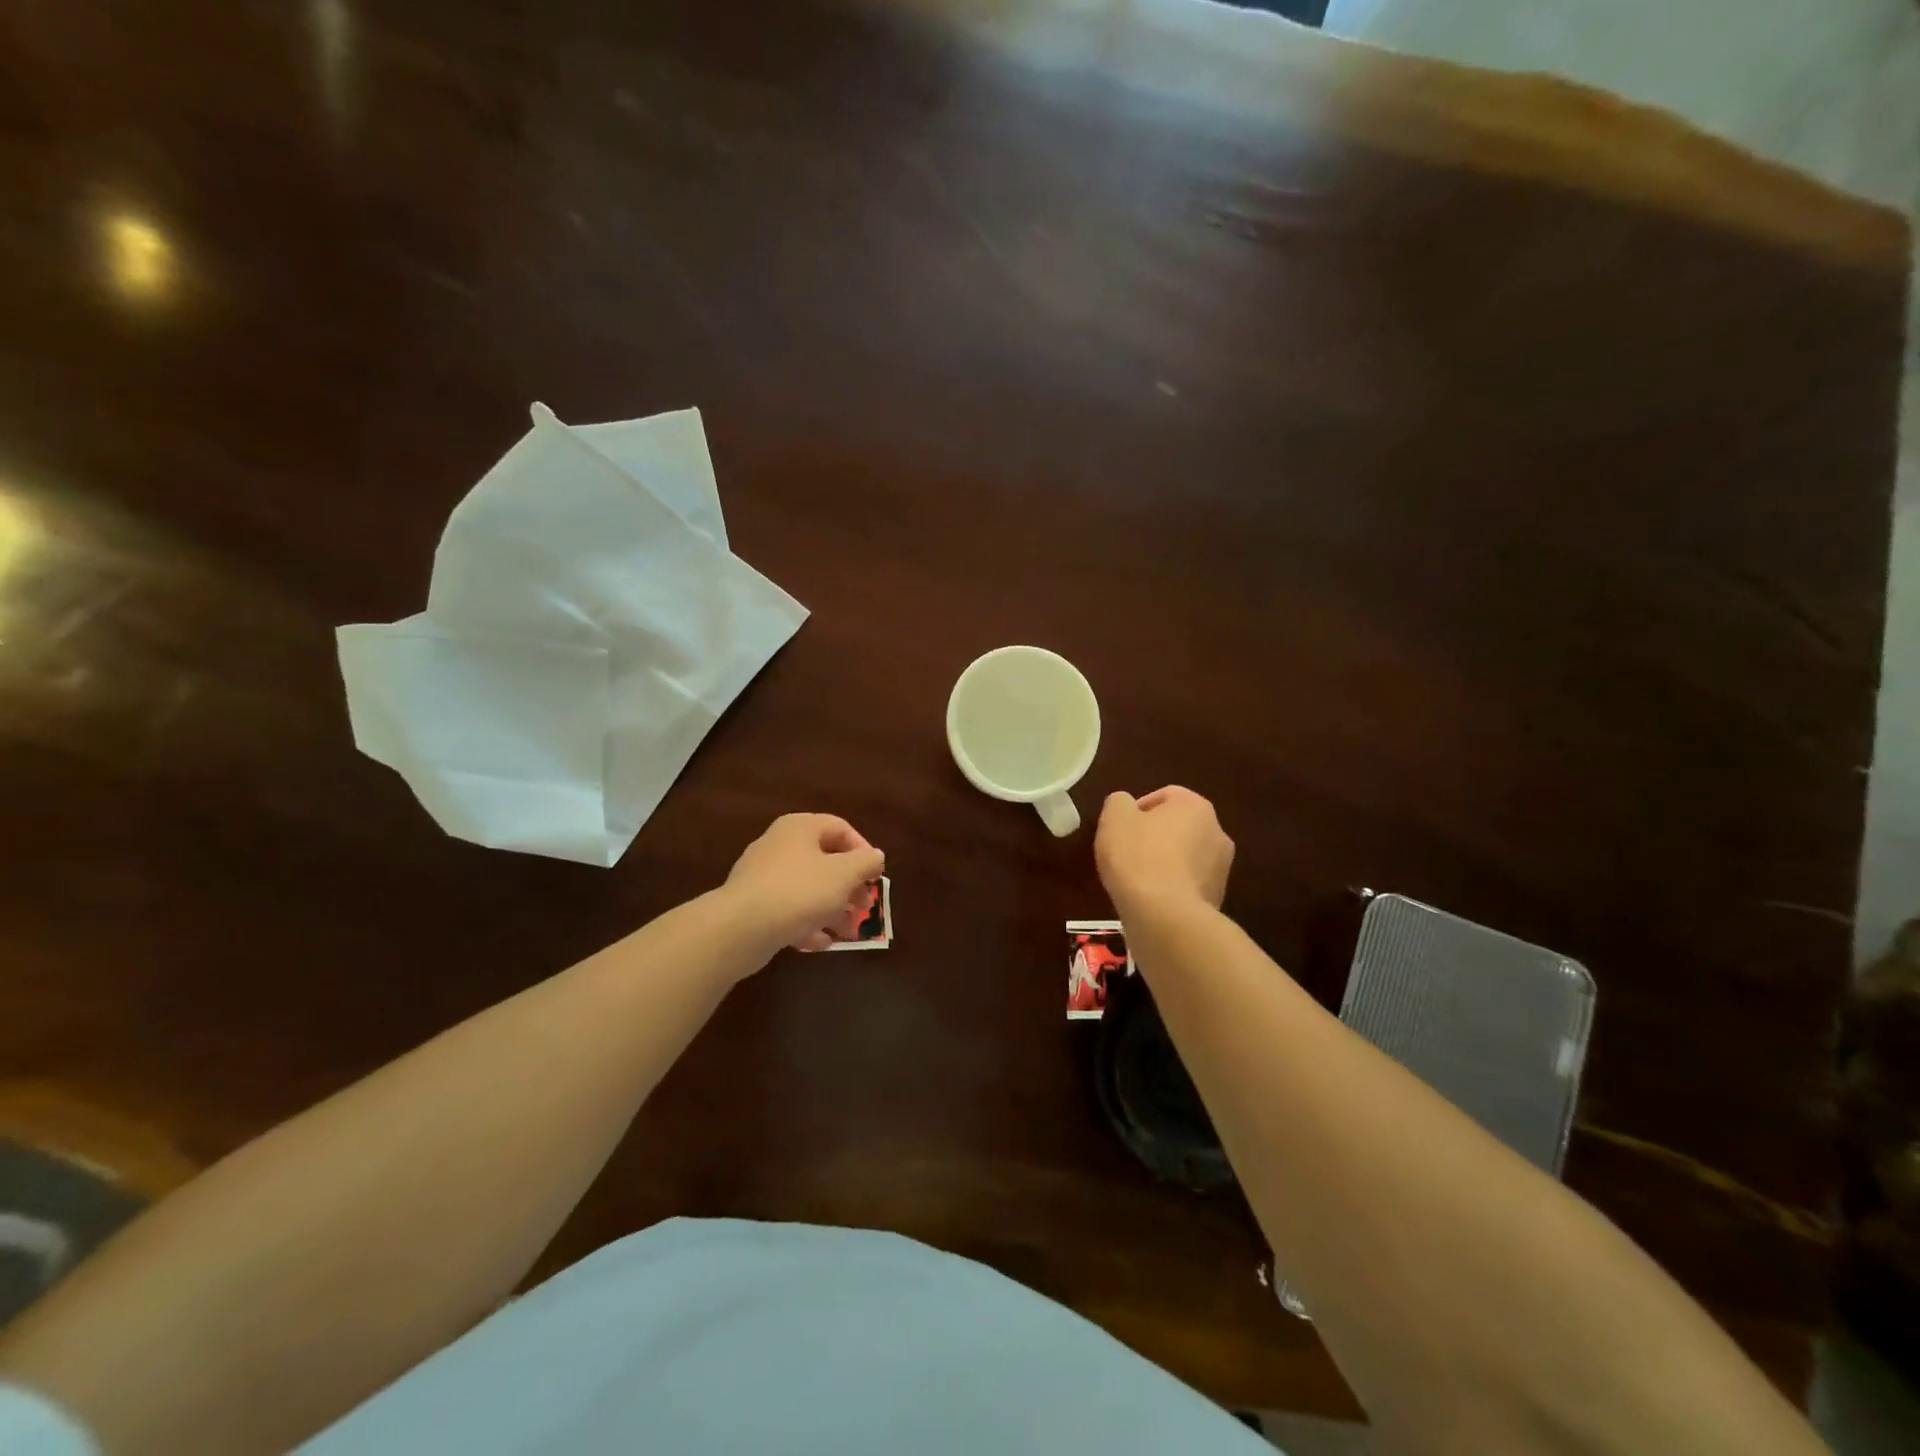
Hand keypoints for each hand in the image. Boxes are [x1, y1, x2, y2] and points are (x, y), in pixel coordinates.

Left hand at [724, 813, 885, 955]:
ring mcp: (762, 875)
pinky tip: (820, 942)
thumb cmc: (800, 891)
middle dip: (849, 886)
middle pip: (825, 860)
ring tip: (847, 932)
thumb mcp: (844, 874)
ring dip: (832, 909)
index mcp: (800, 828)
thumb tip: (875, 857)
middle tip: (865, 907)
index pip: (840, 828)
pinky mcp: (753, 904)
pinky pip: (788, 909)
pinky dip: (807, 923)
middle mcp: (779, 845)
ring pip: (808, 888)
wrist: (740, 928)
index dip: (863, 851)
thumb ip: (866, 863)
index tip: (875, 877)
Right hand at [1096, 786, 1233, 917]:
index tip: (1120, 828)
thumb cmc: (1138, 857)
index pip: (1166, 795)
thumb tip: (1126, 806)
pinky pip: (1188, 885)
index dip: (1138, 808)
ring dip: (1164, 862)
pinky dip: (1171, 888)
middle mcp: (1217, 833)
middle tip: (1127, 851)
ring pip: (1186, 857)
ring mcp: (1221, 869)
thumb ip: (1119, 802)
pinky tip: (1150, 899)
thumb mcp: (1115, 818)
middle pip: (1179, 826)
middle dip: (1154, 835)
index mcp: (1196, 807)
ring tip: (1137, 878)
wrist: (1165, 917)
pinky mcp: (1217, 900)